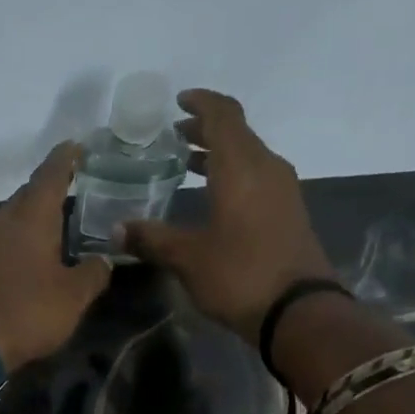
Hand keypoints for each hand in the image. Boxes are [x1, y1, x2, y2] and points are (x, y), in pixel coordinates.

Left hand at [0, 142, 108, 371]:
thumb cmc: (28, 310)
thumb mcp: (73, 296)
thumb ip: (93, 273)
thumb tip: (104, 259)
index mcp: (33, 216)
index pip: (51, 173)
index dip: (67, 158)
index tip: (78, 146)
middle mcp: (4, 220)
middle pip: (29, 194)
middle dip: (50, 190)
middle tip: (74, 191)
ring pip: (13, 218)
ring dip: (33, 218)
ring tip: (57, 225)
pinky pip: (2, 242)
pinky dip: (20, 242)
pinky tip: (31, 257)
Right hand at [117, 89, 335, 341]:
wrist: (297, 310)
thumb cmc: (239, 275)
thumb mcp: (187, 258)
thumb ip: (152, 239)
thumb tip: (116, 230)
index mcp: (241, 166)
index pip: (223, 115)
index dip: (201, 103)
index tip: (178, 103)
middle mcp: (266, 167)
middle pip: (237, 133)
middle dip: (205, 131)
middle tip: (174, 139)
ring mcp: (282, 190)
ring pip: (248, 156)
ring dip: (220, 155)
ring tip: (189, 166)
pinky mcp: (288, 213)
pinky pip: (257, 179)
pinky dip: (233, 176)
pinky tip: (214, 199)